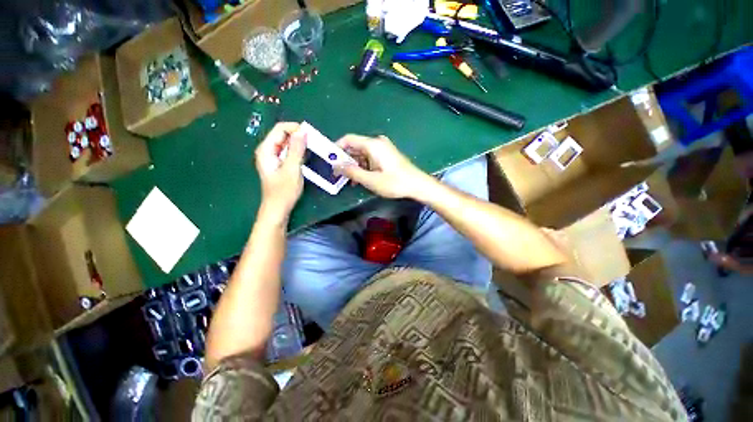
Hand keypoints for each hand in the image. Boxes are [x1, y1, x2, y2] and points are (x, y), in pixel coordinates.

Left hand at [255, 122, 305, 219]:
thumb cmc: (284, 191)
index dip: (296, 128)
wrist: (278, 208)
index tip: (311, 134)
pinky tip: (306, 157)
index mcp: (266, 149)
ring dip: (299, 144)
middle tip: (314, 142)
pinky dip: (298, 152)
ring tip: (313, 149)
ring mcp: (272, 157)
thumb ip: (296, 149)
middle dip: (299, 136)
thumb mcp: (292, 169)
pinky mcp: (278, 164)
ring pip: (287, 143)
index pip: (280, 129)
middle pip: (283, 134)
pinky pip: (288, 152)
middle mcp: (267, 150)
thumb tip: (302, 131)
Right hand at [335, 135, 430, 198]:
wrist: (417, 185)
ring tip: (349, 181)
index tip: (329, 160)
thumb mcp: (370, 180)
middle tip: (337, 174)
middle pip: (355, 147)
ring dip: (354, 166)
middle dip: (345, 160)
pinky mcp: (386, 156)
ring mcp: (383, 149)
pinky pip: (370, 159)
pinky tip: (360, 179)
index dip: (336, 148)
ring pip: (362, 155)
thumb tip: (336, 165)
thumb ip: (352, 172)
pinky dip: (363, 167)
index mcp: (372, 145)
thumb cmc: (395, 182)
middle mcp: (377, 143)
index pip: (348, 139)